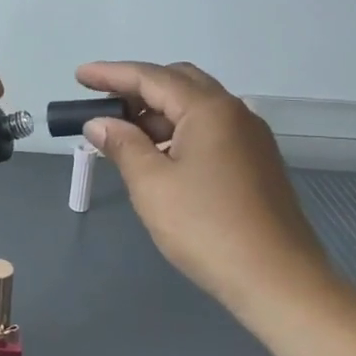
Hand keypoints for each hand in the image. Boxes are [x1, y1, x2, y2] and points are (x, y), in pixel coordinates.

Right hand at [75, 60, 337, 316]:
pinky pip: (209, 130)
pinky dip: (177, 131)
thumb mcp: (152, 185)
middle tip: (101, 104)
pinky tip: (158, 157)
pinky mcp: (255, 163)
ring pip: (195, 108)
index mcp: (209, 110)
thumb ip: (122, 145)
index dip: (110, 74)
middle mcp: (234, 113)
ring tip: (122, 136)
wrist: (279, 282)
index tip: (77, 75)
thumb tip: (100, 123)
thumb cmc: (207, 228)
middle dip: (136, 88)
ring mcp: (250, 138)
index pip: (151, 77)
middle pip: (178, 83)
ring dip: (156, 113)